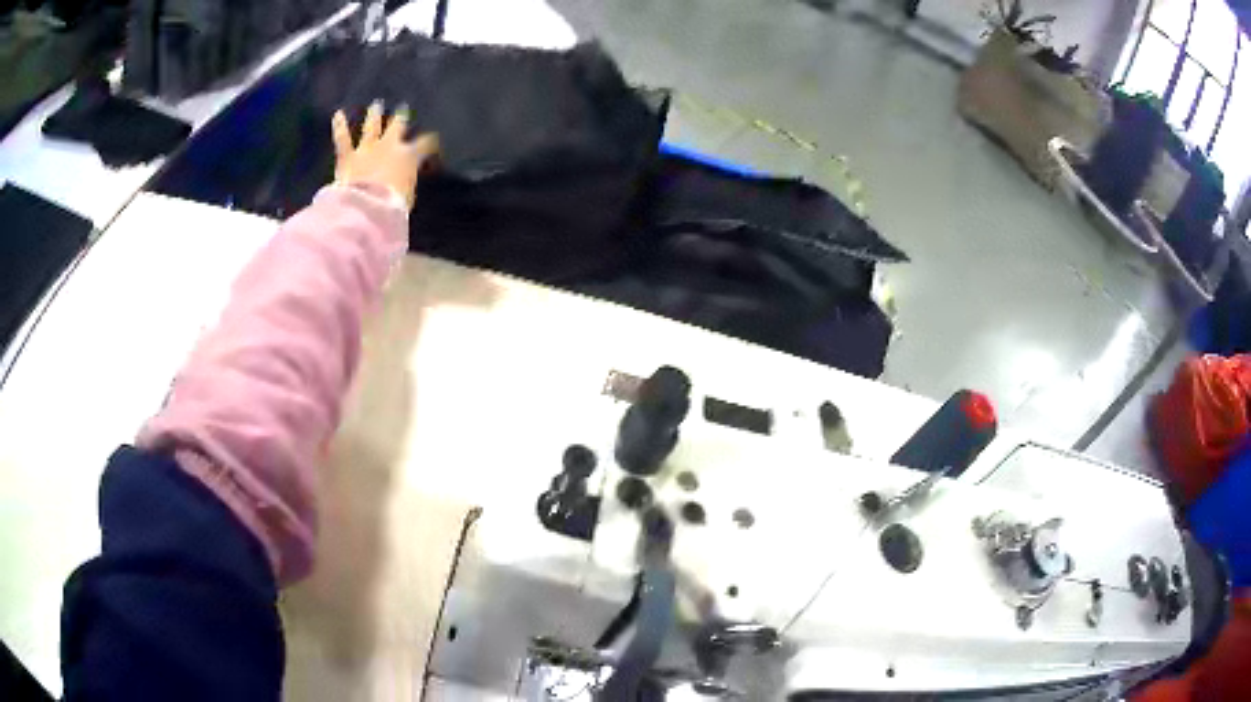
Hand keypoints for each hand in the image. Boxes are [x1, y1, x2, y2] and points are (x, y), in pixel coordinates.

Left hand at [332, 103, 439, 209]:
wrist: (367, 208)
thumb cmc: (393, 206)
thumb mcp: (408, 195)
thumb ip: (406, 182)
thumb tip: (404, 180)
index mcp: (408, 156)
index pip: (424, 144)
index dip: (429, 142)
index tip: (432, 141)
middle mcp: (389, 146)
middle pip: (397, 126)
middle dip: (400, 118)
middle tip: (402, 109)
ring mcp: (367, 149)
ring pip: (371, 127)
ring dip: (373, 115)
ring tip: (376, 105)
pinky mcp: (348, 157)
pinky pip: (342, 138)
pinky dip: (340, 126)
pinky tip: (338, 114)